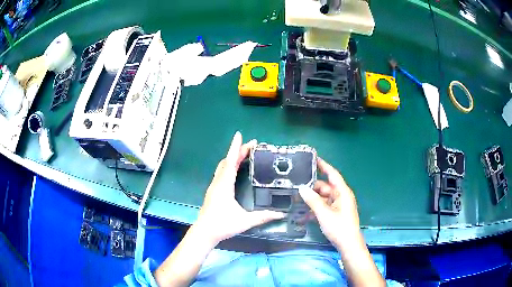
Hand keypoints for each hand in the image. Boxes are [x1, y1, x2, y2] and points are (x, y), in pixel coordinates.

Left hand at [193, 132, 284, 244]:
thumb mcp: (244, 221)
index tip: (239, 135)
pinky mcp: (213, 191)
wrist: (204, 233)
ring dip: (233, 158)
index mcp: (224, 185)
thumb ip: (263, 217)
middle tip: (252, 145)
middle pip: (227, 161)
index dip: (235, 148)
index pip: (230, 162)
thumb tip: (281, 214)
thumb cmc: (222, 225)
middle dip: (238, 151)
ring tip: (245, 154)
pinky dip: (229, 165)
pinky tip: (235, 169)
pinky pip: (222, 173)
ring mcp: (214, 186)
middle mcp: (218, 182)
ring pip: (223, 166)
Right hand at [298, 158, 360, 250]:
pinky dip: (316, 209)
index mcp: (342, 192)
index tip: (313, 158)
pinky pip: (324, 207)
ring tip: (297, 201)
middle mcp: (341, 196)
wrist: (348, 245)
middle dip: (312, 188)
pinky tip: (304, 215)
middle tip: (296, 188)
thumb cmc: (339, 227)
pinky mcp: (336, 213)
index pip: (332, 174)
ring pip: (323, 198)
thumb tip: (301, 188)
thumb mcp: (323, 213)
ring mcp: (339, 205)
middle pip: (325, 187)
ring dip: (312, 200)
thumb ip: (312, 200)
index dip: (323, 166)